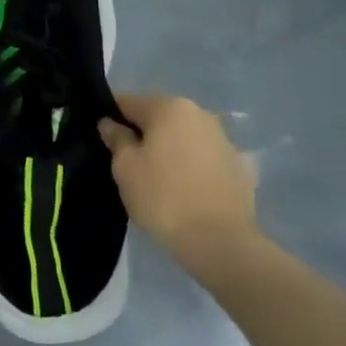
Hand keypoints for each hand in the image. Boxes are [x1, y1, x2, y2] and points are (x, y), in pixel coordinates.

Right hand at [100, 93, 258, 271]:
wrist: (221, 242)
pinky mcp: (240, 167)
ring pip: (184, 137)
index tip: (104, 140)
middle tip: (129, 163)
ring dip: (170, 150)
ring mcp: (224, 139)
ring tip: (159, 180)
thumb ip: (116, 139)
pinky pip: (205, 160)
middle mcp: (200, 113)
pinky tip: (187, 191)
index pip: (128, 102)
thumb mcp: (125, 168)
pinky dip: (194, 168)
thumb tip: (110, 123)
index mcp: (169, 107)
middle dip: (144, 134)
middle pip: (159, 117)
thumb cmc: (163, 198)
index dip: (112, 118)